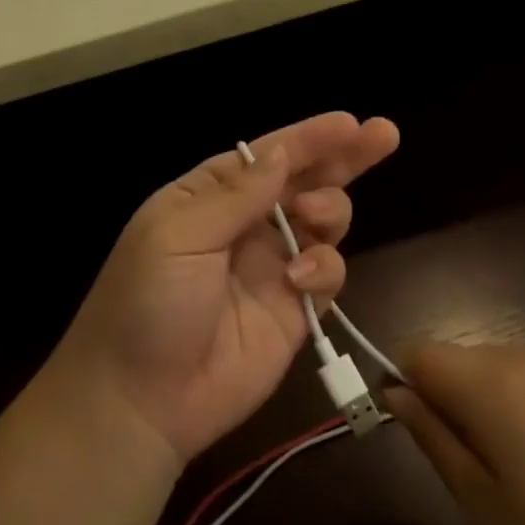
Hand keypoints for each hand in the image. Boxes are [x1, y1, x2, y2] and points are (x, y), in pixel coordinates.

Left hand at [48, 112, 399, 462]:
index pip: (266, 157)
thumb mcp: (178, 236)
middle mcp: (244, 227)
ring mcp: (272, 268)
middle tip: (383, 135)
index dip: (308, 138)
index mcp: (208, 199)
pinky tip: (302, 279)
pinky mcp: (295, 310)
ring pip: (323, 222)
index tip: (350, 123)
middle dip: (343, 158)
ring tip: (315, 217)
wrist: (141, 401)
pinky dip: (325, 268)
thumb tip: (281, 153)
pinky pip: (327, 274)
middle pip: (304, 182)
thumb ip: (236, 194)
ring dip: (330, 209)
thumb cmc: (146, 304)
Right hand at [391, 342, 524, 524]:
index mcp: (490, 383)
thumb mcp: (482, 502)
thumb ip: (431, 437)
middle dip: (454, 395)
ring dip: (497, 396)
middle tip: (481, 460)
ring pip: (504, 363)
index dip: (408, 384)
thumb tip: (395, 393)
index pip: (419, 352)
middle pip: (462, 357)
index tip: (424, 429)